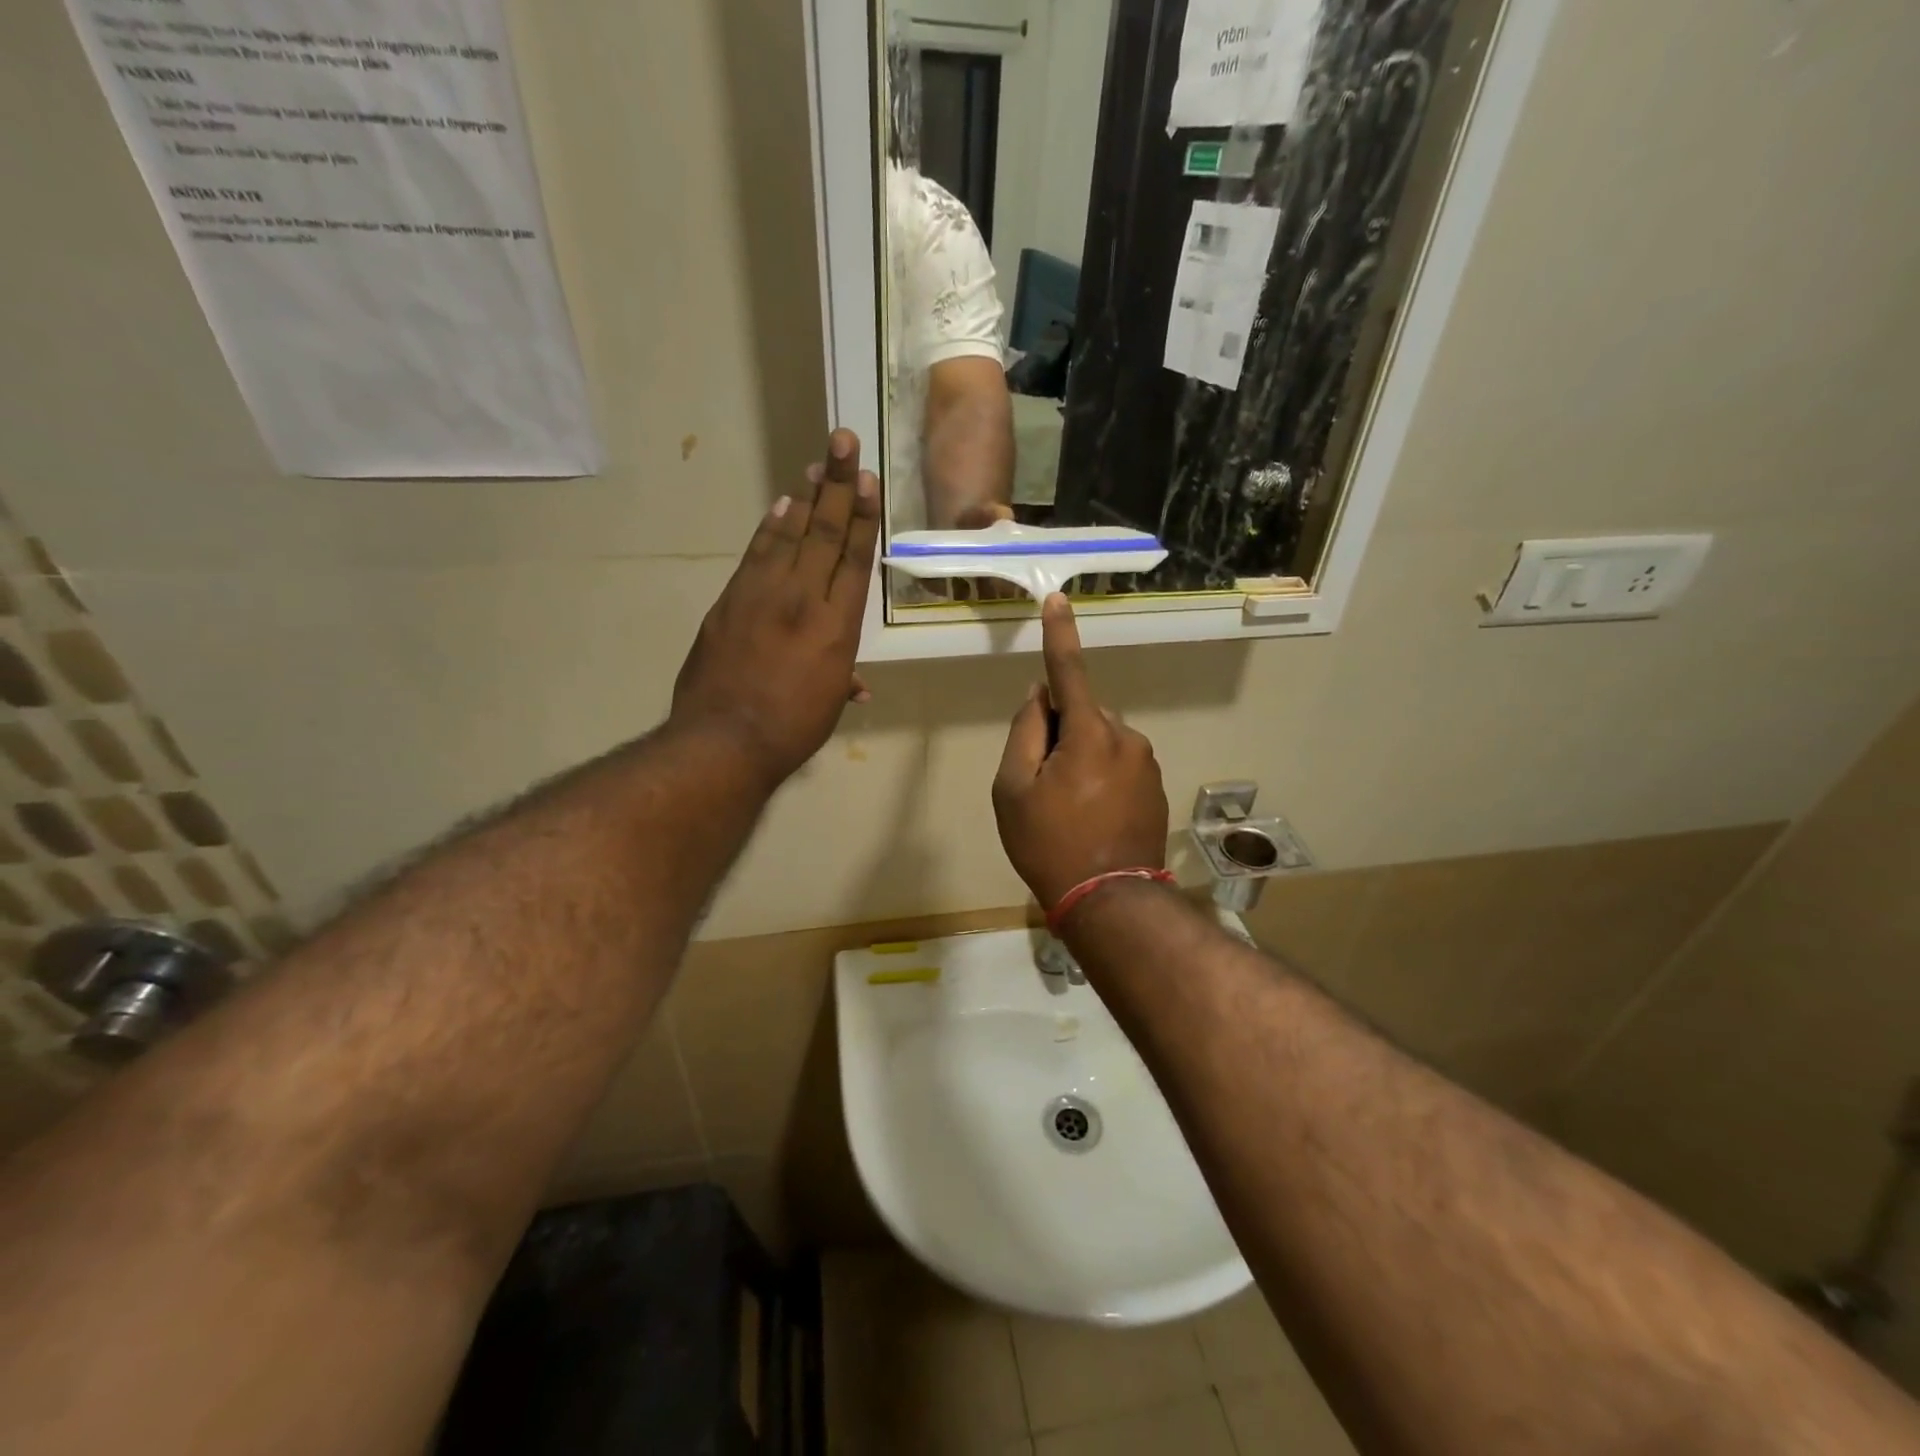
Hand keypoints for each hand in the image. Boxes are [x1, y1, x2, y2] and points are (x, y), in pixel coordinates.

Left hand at [671, 429, 879, 784]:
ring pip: (790, 535)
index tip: (867, 480)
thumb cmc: (791, 729)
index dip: (863, 516)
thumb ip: (843, 680)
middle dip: (836, 485)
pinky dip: (769, 528)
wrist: (725, 739)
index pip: (854, 558)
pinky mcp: (731, 600)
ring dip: (805, 497)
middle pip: (825, 533)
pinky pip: (756, 554)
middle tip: (843, 441)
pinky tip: (781, 506)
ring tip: (816, 463)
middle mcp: (805, 598)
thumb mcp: (828, 704)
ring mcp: (764, 594)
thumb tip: (857, 685)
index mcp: (838, 626)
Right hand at [992, 594, 1168, 909]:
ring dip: (1079, 759)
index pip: (1069, 671)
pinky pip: (1117, 765)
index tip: (1057, 599)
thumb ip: (1026, 731)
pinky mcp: (1155, 787)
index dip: (1059, 634)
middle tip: (1042, 786)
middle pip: (1081, 716)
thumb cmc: (1049, 843)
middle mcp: (1126, 737)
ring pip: (1100, 742)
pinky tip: (1090, 818)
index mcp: (1091, 733)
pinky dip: (1099, 779)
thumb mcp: (1014, 788)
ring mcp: (1146, 763)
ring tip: (1067, 810)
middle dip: (1059, 734)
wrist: (1109, 900)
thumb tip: (1042, 694)